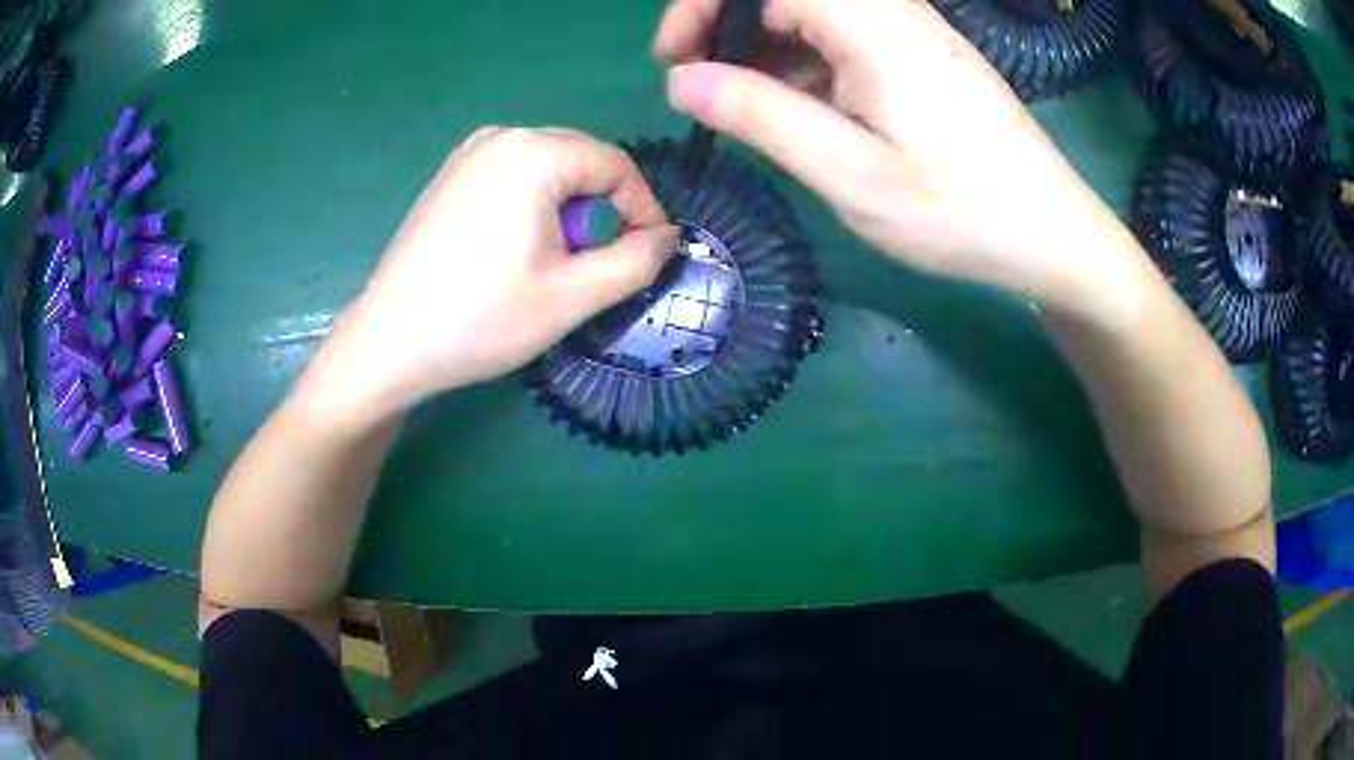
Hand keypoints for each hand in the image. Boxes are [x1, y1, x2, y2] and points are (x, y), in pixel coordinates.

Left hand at [311, 127, 677, 427]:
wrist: (389, 343)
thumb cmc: (480, 319)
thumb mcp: (572, 297)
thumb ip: (636, 261)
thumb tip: (668, 237)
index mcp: (532, 152)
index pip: (616, 164)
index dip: (643, 209)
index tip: (647, 257)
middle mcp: (500, 136)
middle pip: (582, 160)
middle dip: (603, 209)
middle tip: (596, 265)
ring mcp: (468, 152)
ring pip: (550, 169)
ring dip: (569, 210)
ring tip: (553, 262)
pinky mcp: (450, 175)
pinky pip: (515, 176)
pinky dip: (534, 206)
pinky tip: (514, 251)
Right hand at [654, 0, 1144, 315]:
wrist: (1052, 233)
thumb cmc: (958, 211)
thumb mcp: (848, 173)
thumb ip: (761, 116)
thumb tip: (681, 80)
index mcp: (869, 23)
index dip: (702, 6)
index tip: (673, 59)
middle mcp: (891, 10)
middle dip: (728, 28)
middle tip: (704, 89)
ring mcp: (911, 31)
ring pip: (814, 16)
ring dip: (767, 52)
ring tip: (753, 114)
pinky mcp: (923, 56)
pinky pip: (846, 39)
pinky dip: (808, 66)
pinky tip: (807, 114)